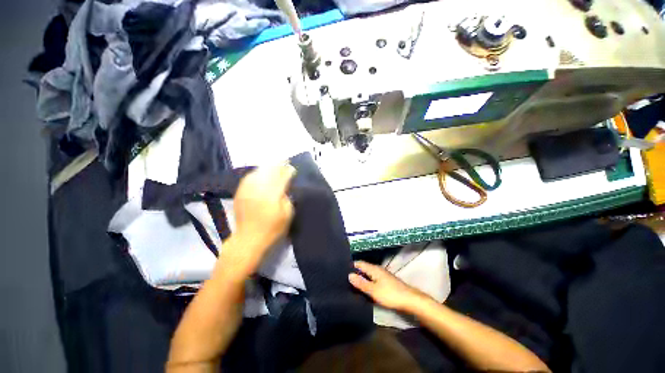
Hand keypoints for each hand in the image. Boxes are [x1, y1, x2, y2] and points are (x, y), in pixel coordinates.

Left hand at [220, 164, 295, 276]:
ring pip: (258, 172)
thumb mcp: (287, 215)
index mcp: (272, 196)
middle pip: (269, 171)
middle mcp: (259, 189)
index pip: (281, 178)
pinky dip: (256, 173)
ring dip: (267, 167)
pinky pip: (248, 177)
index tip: (292, 169)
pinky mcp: (240, 193)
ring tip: (274, 165)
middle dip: (278, 165)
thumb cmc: (272, 229)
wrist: (248, 240)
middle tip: (285, 162)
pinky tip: (260, 173)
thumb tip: (285, 187)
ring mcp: (247, 190)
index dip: (288, 171)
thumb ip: (287, 199)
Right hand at [348, 261, 425, 311]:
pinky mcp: (385, 282)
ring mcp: (382, 275)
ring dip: (361, 278)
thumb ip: (361, 283)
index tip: (342, 270)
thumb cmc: (390, 294)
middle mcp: (377, 269)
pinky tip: (364, 289)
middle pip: (363, 268)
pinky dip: (367, 282)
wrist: (409, 300)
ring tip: (352, 284)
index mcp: (373, 269)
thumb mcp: (373, 290)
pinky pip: (372, 279)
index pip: (359, 263)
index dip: (351, 266)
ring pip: (368, 274)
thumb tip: (349, 275)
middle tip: (345, 279)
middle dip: (355, 272)